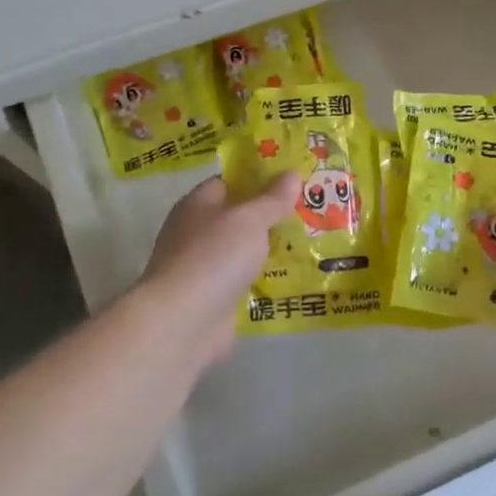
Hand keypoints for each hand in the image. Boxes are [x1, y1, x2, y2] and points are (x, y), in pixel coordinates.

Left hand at [141, 173, 297, 363]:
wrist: (184, 321)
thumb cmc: (214, 256)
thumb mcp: (249, 220)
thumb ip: (272, 199)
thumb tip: (292, 173)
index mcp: (197, 204)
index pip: (228, 182)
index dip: (258, 177)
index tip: (291, 178)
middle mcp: (196, 232)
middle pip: (237, 217)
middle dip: (269, 214)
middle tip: (310, 209)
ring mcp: (203, 267)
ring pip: (242, 250)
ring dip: (268, 248)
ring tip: (311, 240)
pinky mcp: (213, 297)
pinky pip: (244, 279)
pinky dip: (263, 278)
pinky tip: (293, 275)